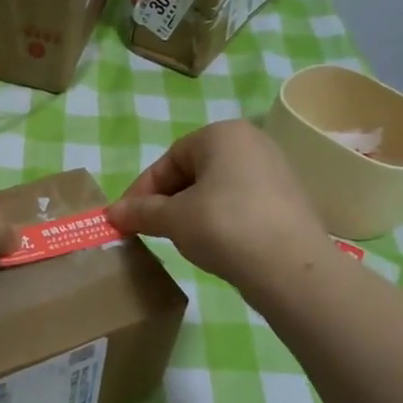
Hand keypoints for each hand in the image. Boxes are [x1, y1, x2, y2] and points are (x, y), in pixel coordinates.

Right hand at [107, 121, 322, 285]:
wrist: (291, 267)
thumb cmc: (224, 227)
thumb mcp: (173, 219)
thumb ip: (140, 212)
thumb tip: (111, 213)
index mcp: (222, 135)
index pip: (169, 159)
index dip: (142, 190)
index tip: (127, 218)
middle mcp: (251, 143)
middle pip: (194, 171)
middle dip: (167, 200)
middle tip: (151, 229)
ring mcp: (274, 171)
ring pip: (217, 189)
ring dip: (192, 211)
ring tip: (181, 239)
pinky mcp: (287, 200)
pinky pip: (241, 204)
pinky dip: (220, 220)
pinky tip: (215, 245)